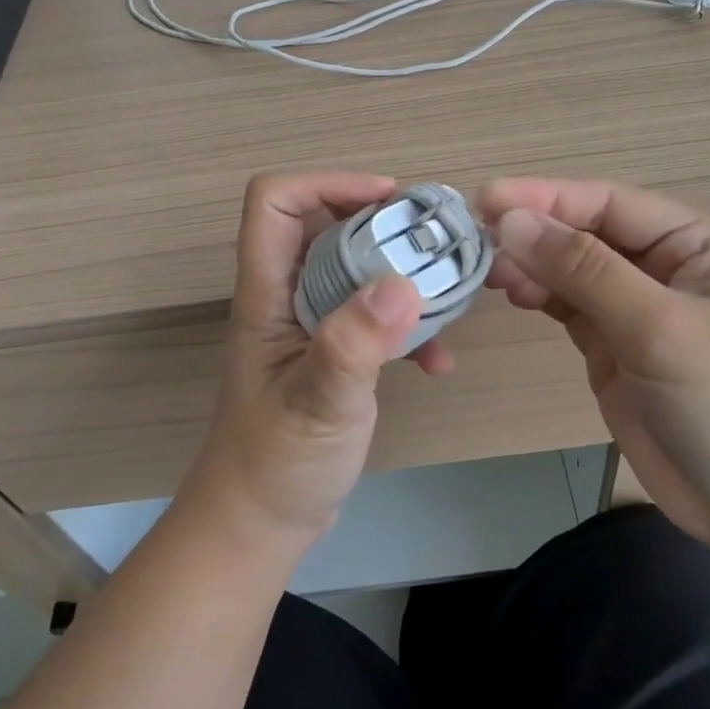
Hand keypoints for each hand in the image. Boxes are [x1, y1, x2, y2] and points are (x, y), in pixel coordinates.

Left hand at [178, 172, 452, 556]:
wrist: (260, 525)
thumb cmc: (274, 465)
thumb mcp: (317, 404)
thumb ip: (354, 345)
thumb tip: (404, 283)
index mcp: (267, 293)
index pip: (275, 202)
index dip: (327, 183)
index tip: (387, 200)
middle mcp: (287, 297)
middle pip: (325, 225)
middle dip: (380, 224)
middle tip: (433, 241)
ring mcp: (312, 326)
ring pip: (356, 268)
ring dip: (400, 274)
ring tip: (450, 293)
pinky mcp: (335, 354)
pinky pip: (373, 317)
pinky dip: (407, 327)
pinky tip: (438, 362)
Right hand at [479, 178, 709, 555]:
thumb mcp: (659, 327)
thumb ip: (585, 270)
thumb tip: (513, 221)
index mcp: (693, 243)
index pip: (608, 203)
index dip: (545, 197)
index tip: (484, 200)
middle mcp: (664, 267)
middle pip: (586, 232)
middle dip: (534, 232)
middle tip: (475, 240)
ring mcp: (637, 310)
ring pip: (572, 270)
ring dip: (531, 266)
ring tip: (488, 272)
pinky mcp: (615, 349)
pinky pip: (569, 308)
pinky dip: (540, 298)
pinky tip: (513, 294)